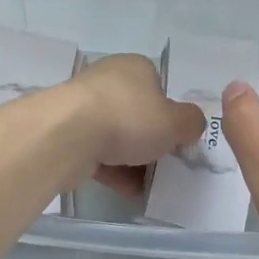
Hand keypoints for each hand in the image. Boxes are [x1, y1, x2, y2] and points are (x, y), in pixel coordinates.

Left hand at [67, 54, 207, 196]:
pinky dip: (113, 170)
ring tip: (149, 184)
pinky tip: (129, 191)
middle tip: (164, 162)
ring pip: (116, 134)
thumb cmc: (129, 118)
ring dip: (132, 159)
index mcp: (135, 66)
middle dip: (150, 139)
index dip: (171, 113)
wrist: (68, 134)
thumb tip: (191, 124)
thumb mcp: (176, 122)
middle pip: (137, 112)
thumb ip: (191, 122)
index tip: (177, 138)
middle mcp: (108, 79)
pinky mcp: (68, 132)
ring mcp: (84, 105)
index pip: (159, 86)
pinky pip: (98, 152)